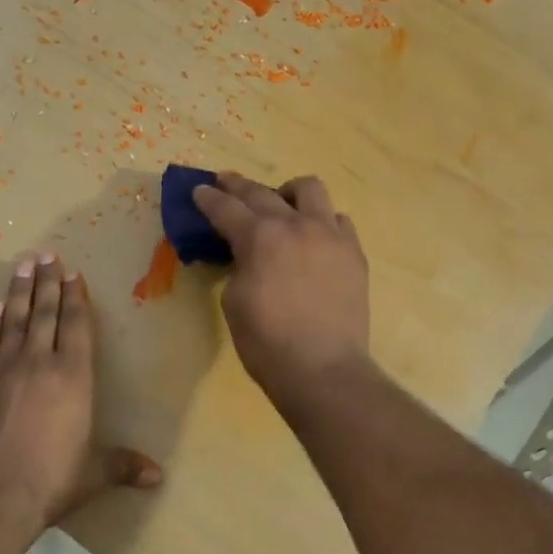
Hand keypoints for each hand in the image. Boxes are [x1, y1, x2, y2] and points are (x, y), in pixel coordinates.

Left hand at [0, 252, 161, 531]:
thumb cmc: (52, 480)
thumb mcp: (94, 474)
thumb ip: (124, 466)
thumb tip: (158, 477)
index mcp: (73, 378)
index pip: (75, 326)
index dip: (75, 297)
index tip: (72, 272)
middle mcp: (39, 364)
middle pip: (44, 314)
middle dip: (47, 283)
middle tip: (46, 254)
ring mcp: (3, 372)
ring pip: (14, 322)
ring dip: (19, 292)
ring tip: (22, 266)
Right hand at [191, 173, 370, 404]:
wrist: (323, 370)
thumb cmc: (267, 343)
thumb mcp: (234, 302)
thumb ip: (239, 267)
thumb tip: (249, 257)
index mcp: (260, 238)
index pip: (227, 208)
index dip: (208, 199)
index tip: (198, 191)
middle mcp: (297, 225)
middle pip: (263, 192)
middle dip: (238, 186)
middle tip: (225, 183)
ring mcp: (331, 236)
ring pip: (310, 190)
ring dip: (288, 192)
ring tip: (281, 205)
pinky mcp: (354, 253)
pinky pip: (338, 221)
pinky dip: (321, 221)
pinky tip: (314, 237)